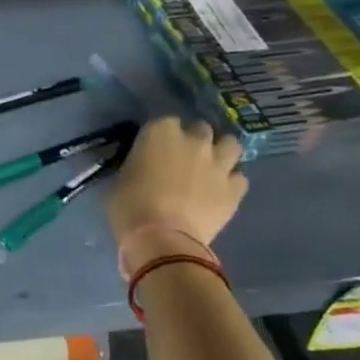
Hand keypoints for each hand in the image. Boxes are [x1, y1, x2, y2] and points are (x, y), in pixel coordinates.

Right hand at [105, 117, 247, 266]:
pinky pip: (239, 178)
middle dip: (194, 140)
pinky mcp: (235, 189)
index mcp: (160, 132)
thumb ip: (136, 165)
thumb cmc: (129, 206)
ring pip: (231, 144)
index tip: (155, 148)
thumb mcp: (120, 178)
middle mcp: (194, 140)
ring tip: (211, 167)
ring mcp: (218, 163)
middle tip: (184, 157)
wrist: (161, 238)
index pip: (165, 121)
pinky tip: (220, 192)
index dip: (161, 135)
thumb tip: (141, 168)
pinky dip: (231, 183)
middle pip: (201, 128)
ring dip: (221, 153)